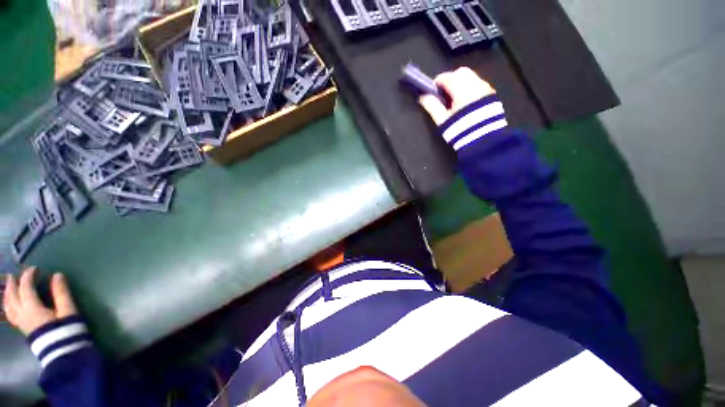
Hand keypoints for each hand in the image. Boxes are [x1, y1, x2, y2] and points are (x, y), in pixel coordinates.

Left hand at [3, 267, 77, 335]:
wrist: (62, 352)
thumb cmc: (66, 329)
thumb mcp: (68, 311)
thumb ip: (62, 293)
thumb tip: (57, 275)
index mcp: (32, 308)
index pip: (26, 287)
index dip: (29, 276)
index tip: (36, 268)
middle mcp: (22, 313)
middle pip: (12, 296)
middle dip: (13, 284)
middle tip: (15, 274)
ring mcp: (20, 322)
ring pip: (8, 306)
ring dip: (7, 294)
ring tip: (9, 286)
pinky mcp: (22, 328)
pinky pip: (10, 314)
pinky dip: (8, 305)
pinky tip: (10, 304)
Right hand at [418, 67, 496, 124]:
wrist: (483, 141)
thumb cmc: (460, 130)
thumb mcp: (442, 120)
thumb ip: (432, 106)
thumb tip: (423, 97)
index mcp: (462, 89)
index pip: (446, 77)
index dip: (436, 84)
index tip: (432, 93)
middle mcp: (476, 84)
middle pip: (460, 73)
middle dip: (450, 80)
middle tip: (444, 96)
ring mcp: (486, 88)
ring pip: (471, 77)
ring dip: (461, 84)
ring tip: (454, 101)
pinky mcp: (492, 95)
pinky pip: (478, 85)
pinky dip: (470, 89)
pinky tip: (466, 104)